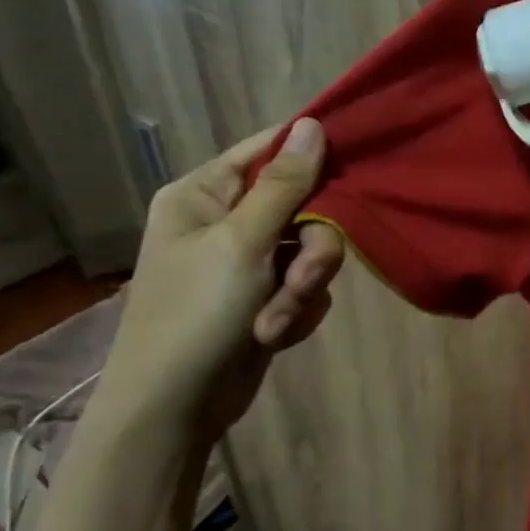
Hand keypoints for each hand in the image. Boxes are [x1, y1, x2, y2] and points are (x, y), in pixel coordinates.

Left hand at [93, 118, 344, 440]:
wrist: (175, 407)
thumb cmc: (195, 314)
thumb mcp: (242, 243)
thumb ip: (285, 185)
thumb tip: (314, 124)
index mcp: (204, 194)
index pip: (267, 151)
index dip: (310, 154)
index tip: (354, 163)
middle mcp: (227, 221)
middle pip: (303, 207)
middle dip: (310, 250)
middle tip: (299, 279)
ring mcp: (247, 262)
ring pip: (312, 251)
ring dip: (302, 289)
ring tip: (275, 322)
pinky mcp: (265, 297)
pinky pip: (306, 286)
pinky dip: (297, 311)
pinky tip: (274, 335)